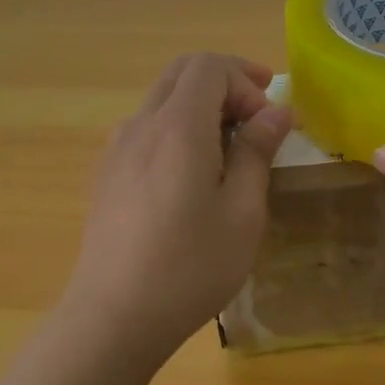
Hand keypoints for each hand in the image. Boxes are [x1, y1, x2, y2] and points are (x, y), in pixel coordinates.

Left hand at [65, 53, 294, 367]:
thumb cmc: (189, 267)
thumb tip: (277, 112)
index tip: (268, 120)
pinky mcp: (107, 171)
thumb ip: (257, 152)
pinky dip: (177, 123)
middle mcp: (141, 124)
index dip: (245, 80)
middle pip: (183, 71)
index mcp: (178, 126)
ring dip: (200, 102)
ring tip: (230, 143)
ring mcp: (117, 146)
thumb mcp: (242, 213)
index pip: (209, 66)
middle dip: (225, 80)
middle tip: (258, 108)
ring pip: (163, 97)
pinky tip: (192, 169)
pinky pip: (146, 125)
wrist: (112, 318)